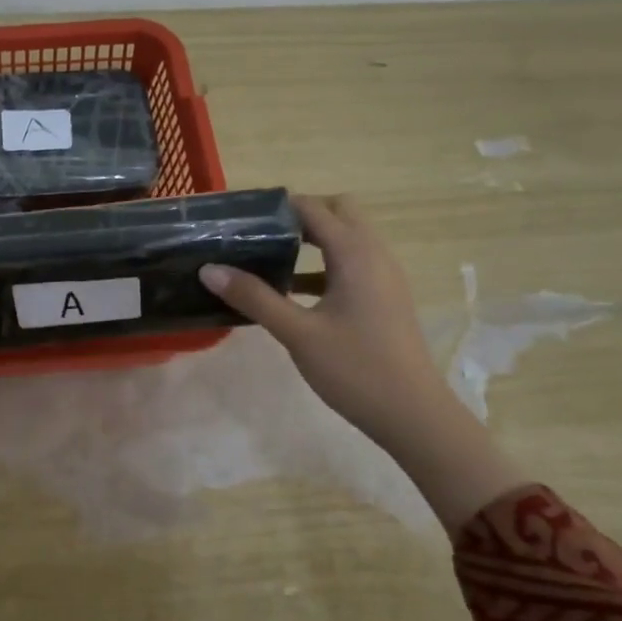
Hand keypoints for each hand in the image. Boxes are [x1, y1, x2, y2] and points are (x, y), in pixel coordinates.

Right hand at [200, 194, 451, 450]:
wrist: (413, 414)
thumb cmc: (355, 369)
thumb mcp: (298, 333)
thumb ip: (254, 297)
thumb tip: (209, 269)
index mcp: (355, 254)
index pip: (314, 208)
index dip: (278, 206)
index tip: (241, 217)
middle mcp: (374, 255)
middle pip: (338, 212)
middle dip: (299, 216)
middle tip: (259, 236)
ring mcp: (383, 277)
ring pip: (347, 239)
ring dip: (311, 241)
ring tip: (267, 258)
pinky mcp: (383, 298)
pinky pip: (351, 264)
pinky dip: (322, 265)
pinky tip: (292, 292)